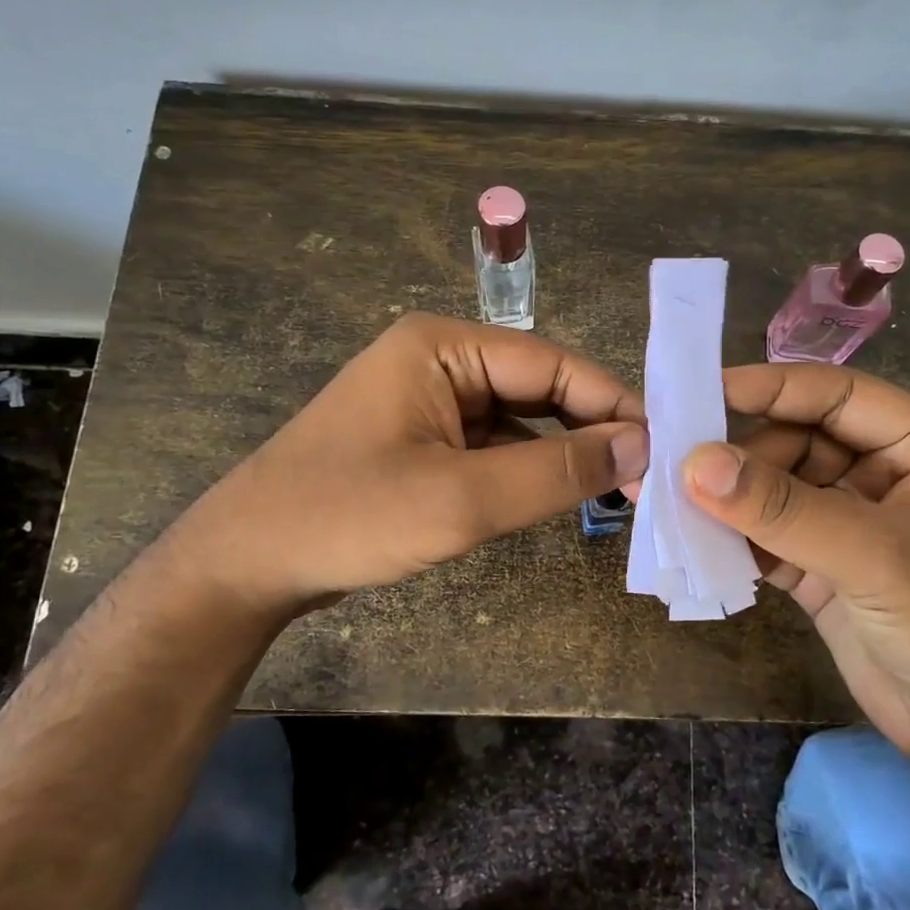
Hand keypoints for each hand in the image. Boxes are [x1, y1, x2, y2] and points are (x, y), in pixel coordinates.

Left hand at [167, 313, 648, 622]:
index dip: (613, 404)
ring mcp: (428, 398)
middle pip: (539, 387)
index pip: (553, 364)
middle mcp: (439, 358)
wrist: (245, 564)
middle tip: (645, 478)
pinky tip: (554, 495)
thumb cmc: (348, 517)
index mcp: (444, 345)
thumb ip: (557, 470)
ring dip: (561, 453)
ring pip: (519, 418)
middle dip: (590, 430)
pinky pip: (491, 443)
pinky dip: (526, 469)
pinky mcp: (421, 437)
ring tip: (615, 490)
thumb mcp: (463, 498)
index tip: (664, 448)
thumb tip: (642, 444)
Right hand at [681, 364, 909, 787]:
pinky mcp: (821, 568)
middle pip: (796, 440)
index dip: (771, 388)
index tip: (703, 393)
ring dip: (729, 497)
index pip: (835, 395)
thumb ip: (782, 508)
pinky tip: (693, 540)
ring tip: (673, 502)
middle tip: (680, 468)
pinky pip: (766, 536)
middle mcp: (881, 474)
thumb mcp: (876, 557)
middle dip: (742, 454)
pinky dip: (732, 538)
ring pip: (774, 489)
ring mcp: (849, 524)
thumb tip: (693, 463)